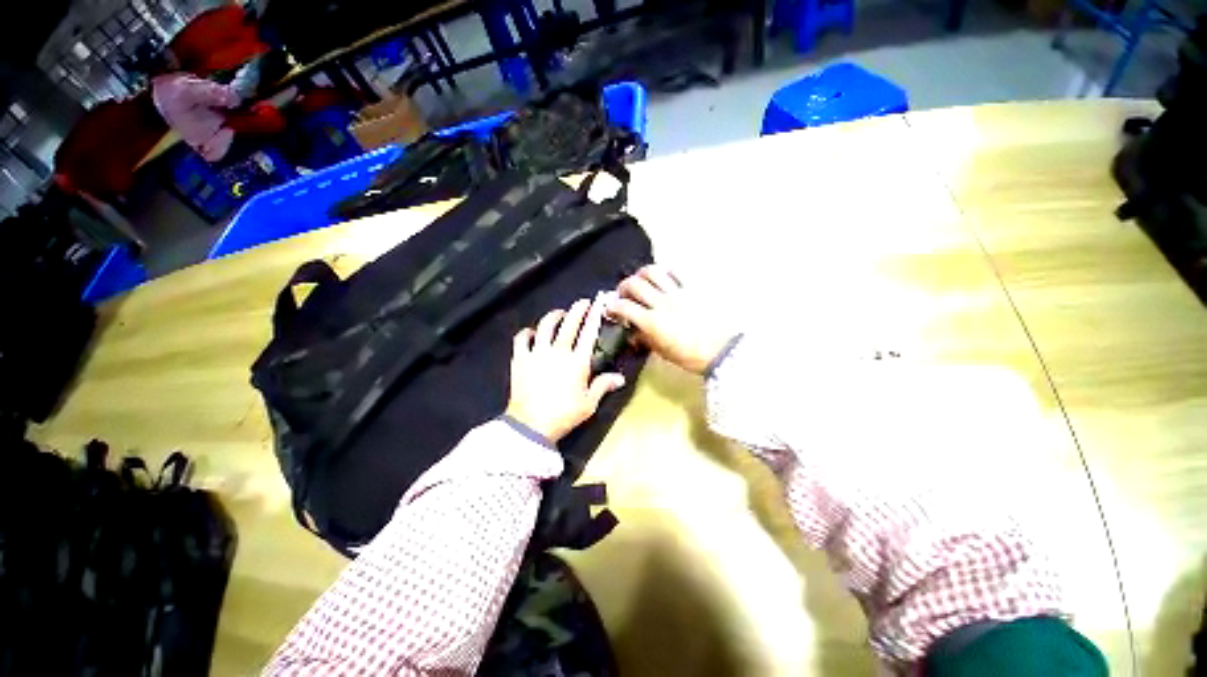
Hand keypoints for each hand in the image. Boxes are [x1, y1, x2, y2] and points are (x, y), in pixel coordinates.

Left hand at [506, 298, 626, 442]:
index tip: (598, 304)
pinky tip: (531, 332)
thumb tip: (620, 378)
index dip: (594, 316)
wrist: (531, 425)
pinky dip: (526, 333)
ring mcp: (537, 353)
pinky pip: (521, 339)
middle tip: (582, 302)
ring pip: (545, 326)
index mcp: (577, 362)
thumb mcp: (589, 404)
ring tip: (559, 314)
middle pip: (568, 324)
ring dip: (553, 316)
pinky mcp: (520, 359)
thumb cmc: (564, 415)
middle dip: (577, 310)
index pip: (588, 333)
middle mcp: (558, 352)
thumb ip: (603, 386)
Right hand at [608, 265, 737, 374]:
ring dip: (641, 273)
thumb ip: (645, 339)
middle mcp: (661, 303)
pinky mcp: (692, 288)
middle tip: (623, 293)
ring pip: (653, 272)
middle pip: (635, 284)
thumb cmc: (690, 356)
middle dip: (623, 286)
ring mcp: (677, 293)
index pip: (624, 307)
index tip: (610, 308)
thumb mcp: (663, 352)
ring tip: (641, 279)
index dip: (612, 306)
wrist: (721, 350)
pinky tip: (663, 278)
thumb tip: (633, 333)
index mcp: (652, 322)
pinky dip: (665, 272)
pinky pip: (676, 272)